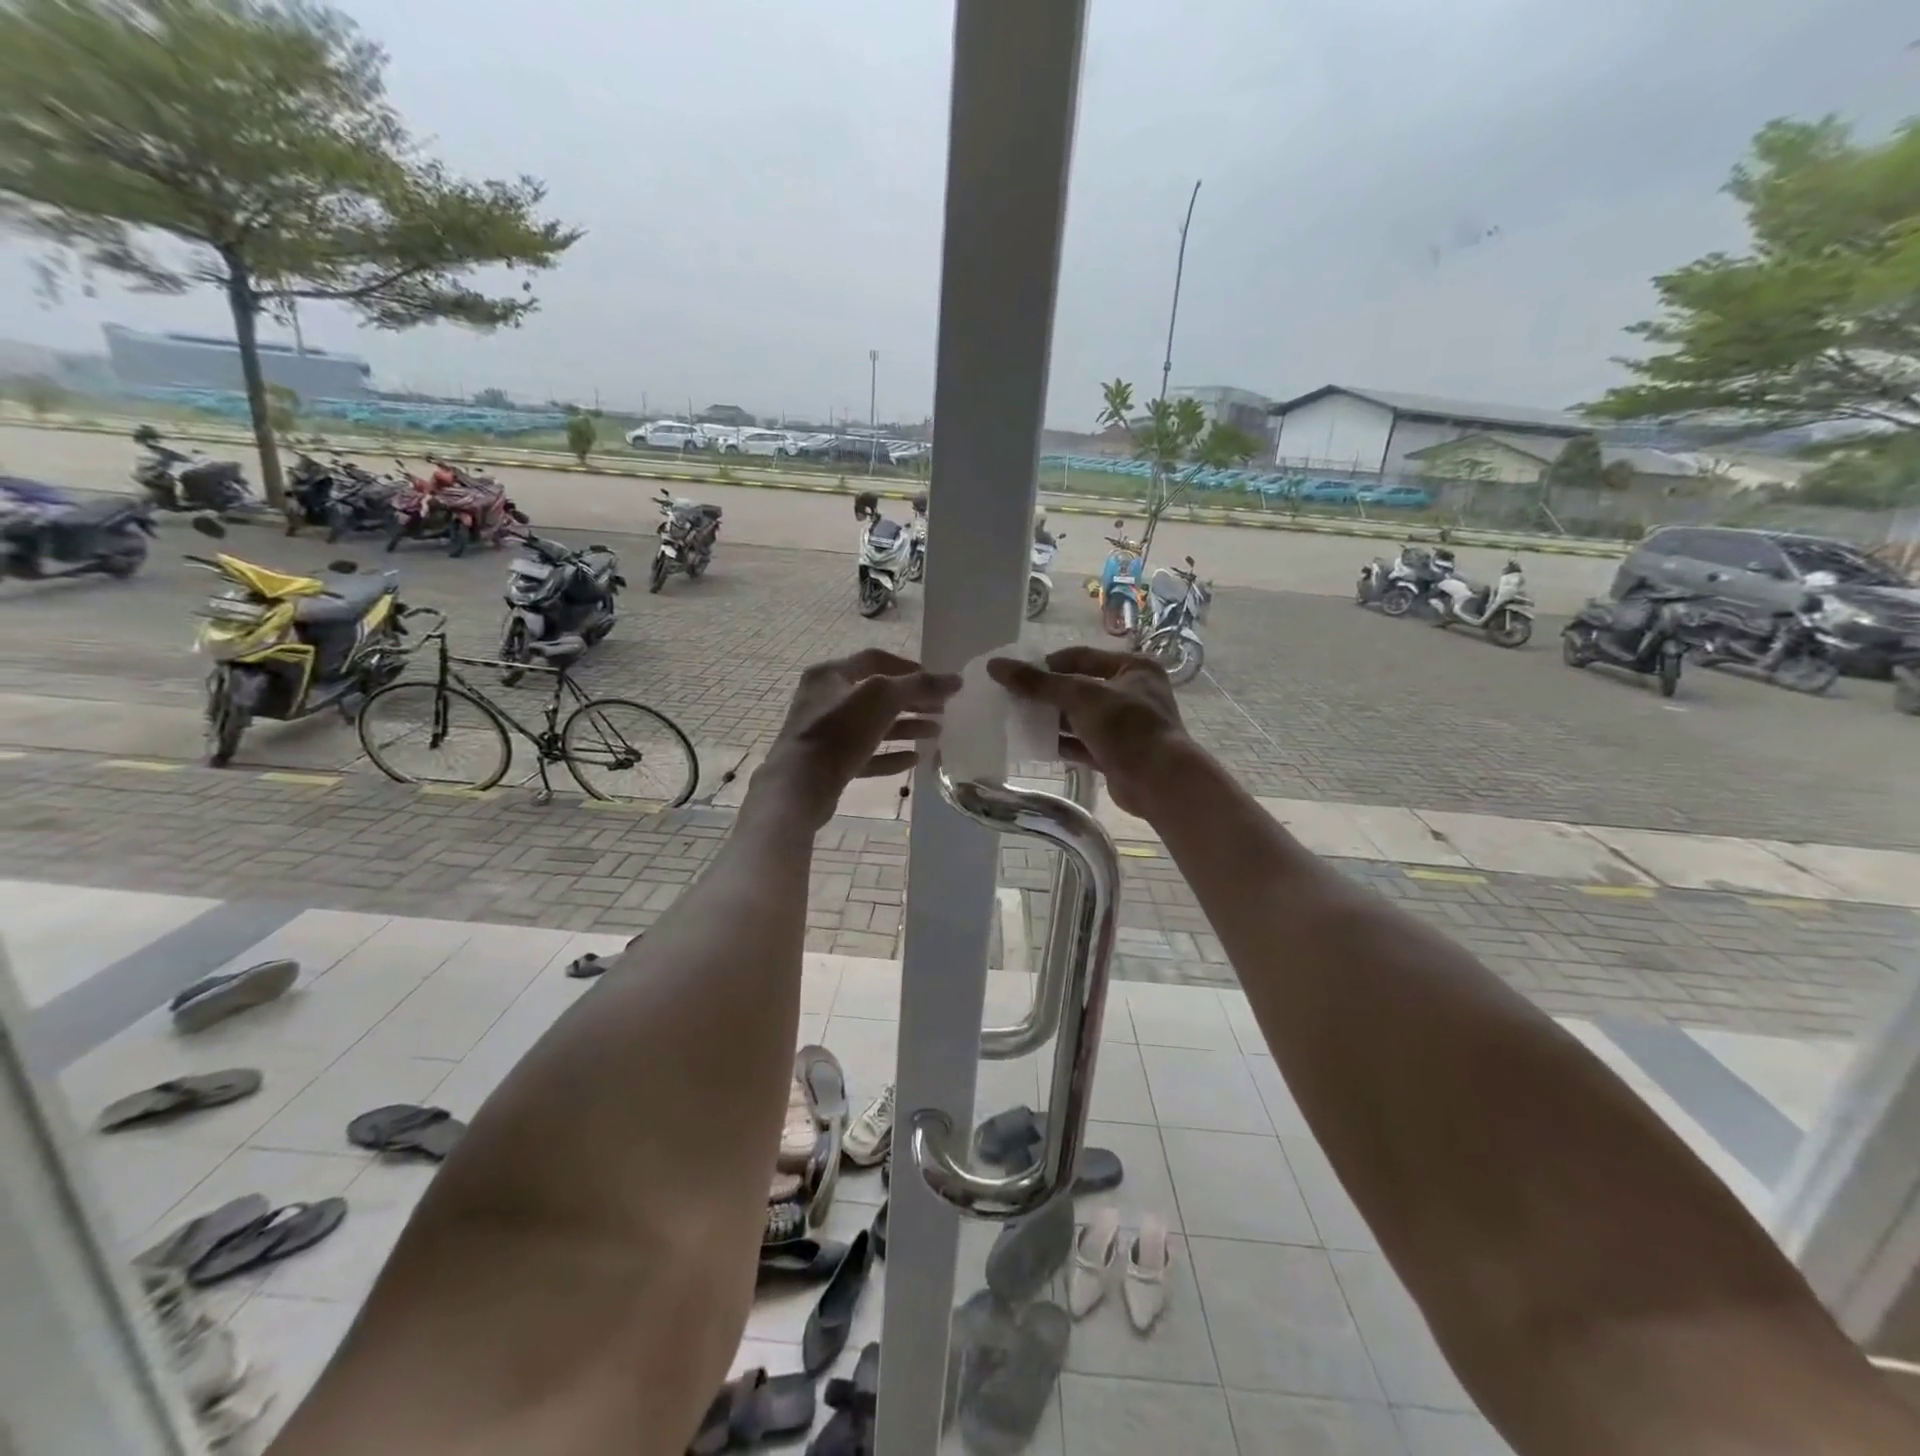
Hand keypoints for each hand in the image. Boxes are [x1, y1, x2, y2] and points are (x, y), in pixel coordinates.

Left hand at [755, 650, 960, 828]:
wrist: (800, 786)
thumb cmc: (839, 732)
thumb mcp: (883, 699)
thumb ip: (920, 686)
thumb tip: (956, 679)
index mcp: (830, 674)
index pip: (875, 660)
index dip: (908, 667)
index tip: (935, 682)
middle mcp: (825, 699)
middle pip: (877, 694)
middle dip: (911, 701)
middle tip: (941, 710)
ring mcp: (826, 733)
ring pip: (873, 725)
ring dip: (905, 728)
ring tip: (935, 733)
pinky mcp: (829, 763)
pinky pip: (866, 754)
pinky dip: (889, 755)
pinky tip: (913, 759)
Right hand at [988, 646, 1190, 816]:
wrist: (1159, 782)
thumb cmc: (1126, 727)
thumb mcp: (1080, 697)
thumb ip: (1038, 683)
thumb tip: (995, 666)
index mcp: (1133, 668)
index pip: (1081, 657)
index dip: (1047, 664)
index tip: (1017, 674)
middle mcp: (1132, 692)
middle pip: (1079, 688)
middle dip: (1047, 694)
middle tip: (1013, 699)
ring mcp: (1125, 726)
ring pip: (1080, 718)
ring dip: (1052, 720)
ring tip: (1017, 720)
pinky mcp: (1117, 754)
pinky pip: (1083, 743)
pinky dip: (1062, 743)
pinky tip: (1035, 744)